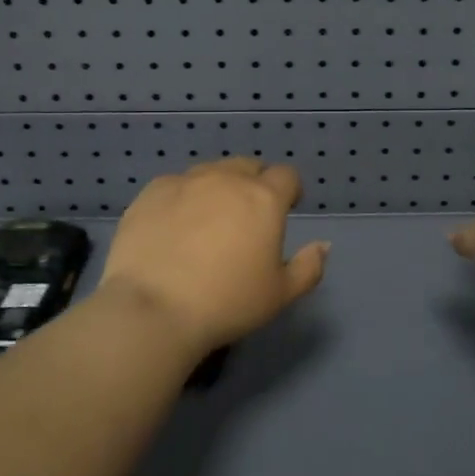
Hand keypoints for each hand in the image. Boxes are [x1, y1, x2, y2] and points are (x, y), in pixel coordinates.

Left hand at [100, 157, 329, 355]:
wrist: (153, 309)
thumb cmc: (227, 303)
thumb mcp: (280, 294)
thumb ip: (309, 267)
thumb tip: (323, 245)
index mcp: (264, 199)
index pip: (287, 175)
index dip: (290, 190)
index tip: (286, 210)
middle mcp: (227, 179)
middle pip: (248, 166)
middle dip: (254, 183)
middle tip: (247, 216)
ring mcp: (186, 181)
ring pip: (211, 171)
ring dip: (218, 187)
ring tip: (208, 219)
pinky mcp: (152, 192)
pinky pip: (176, 184)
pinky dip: (183, 197)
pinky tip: (174, 225)